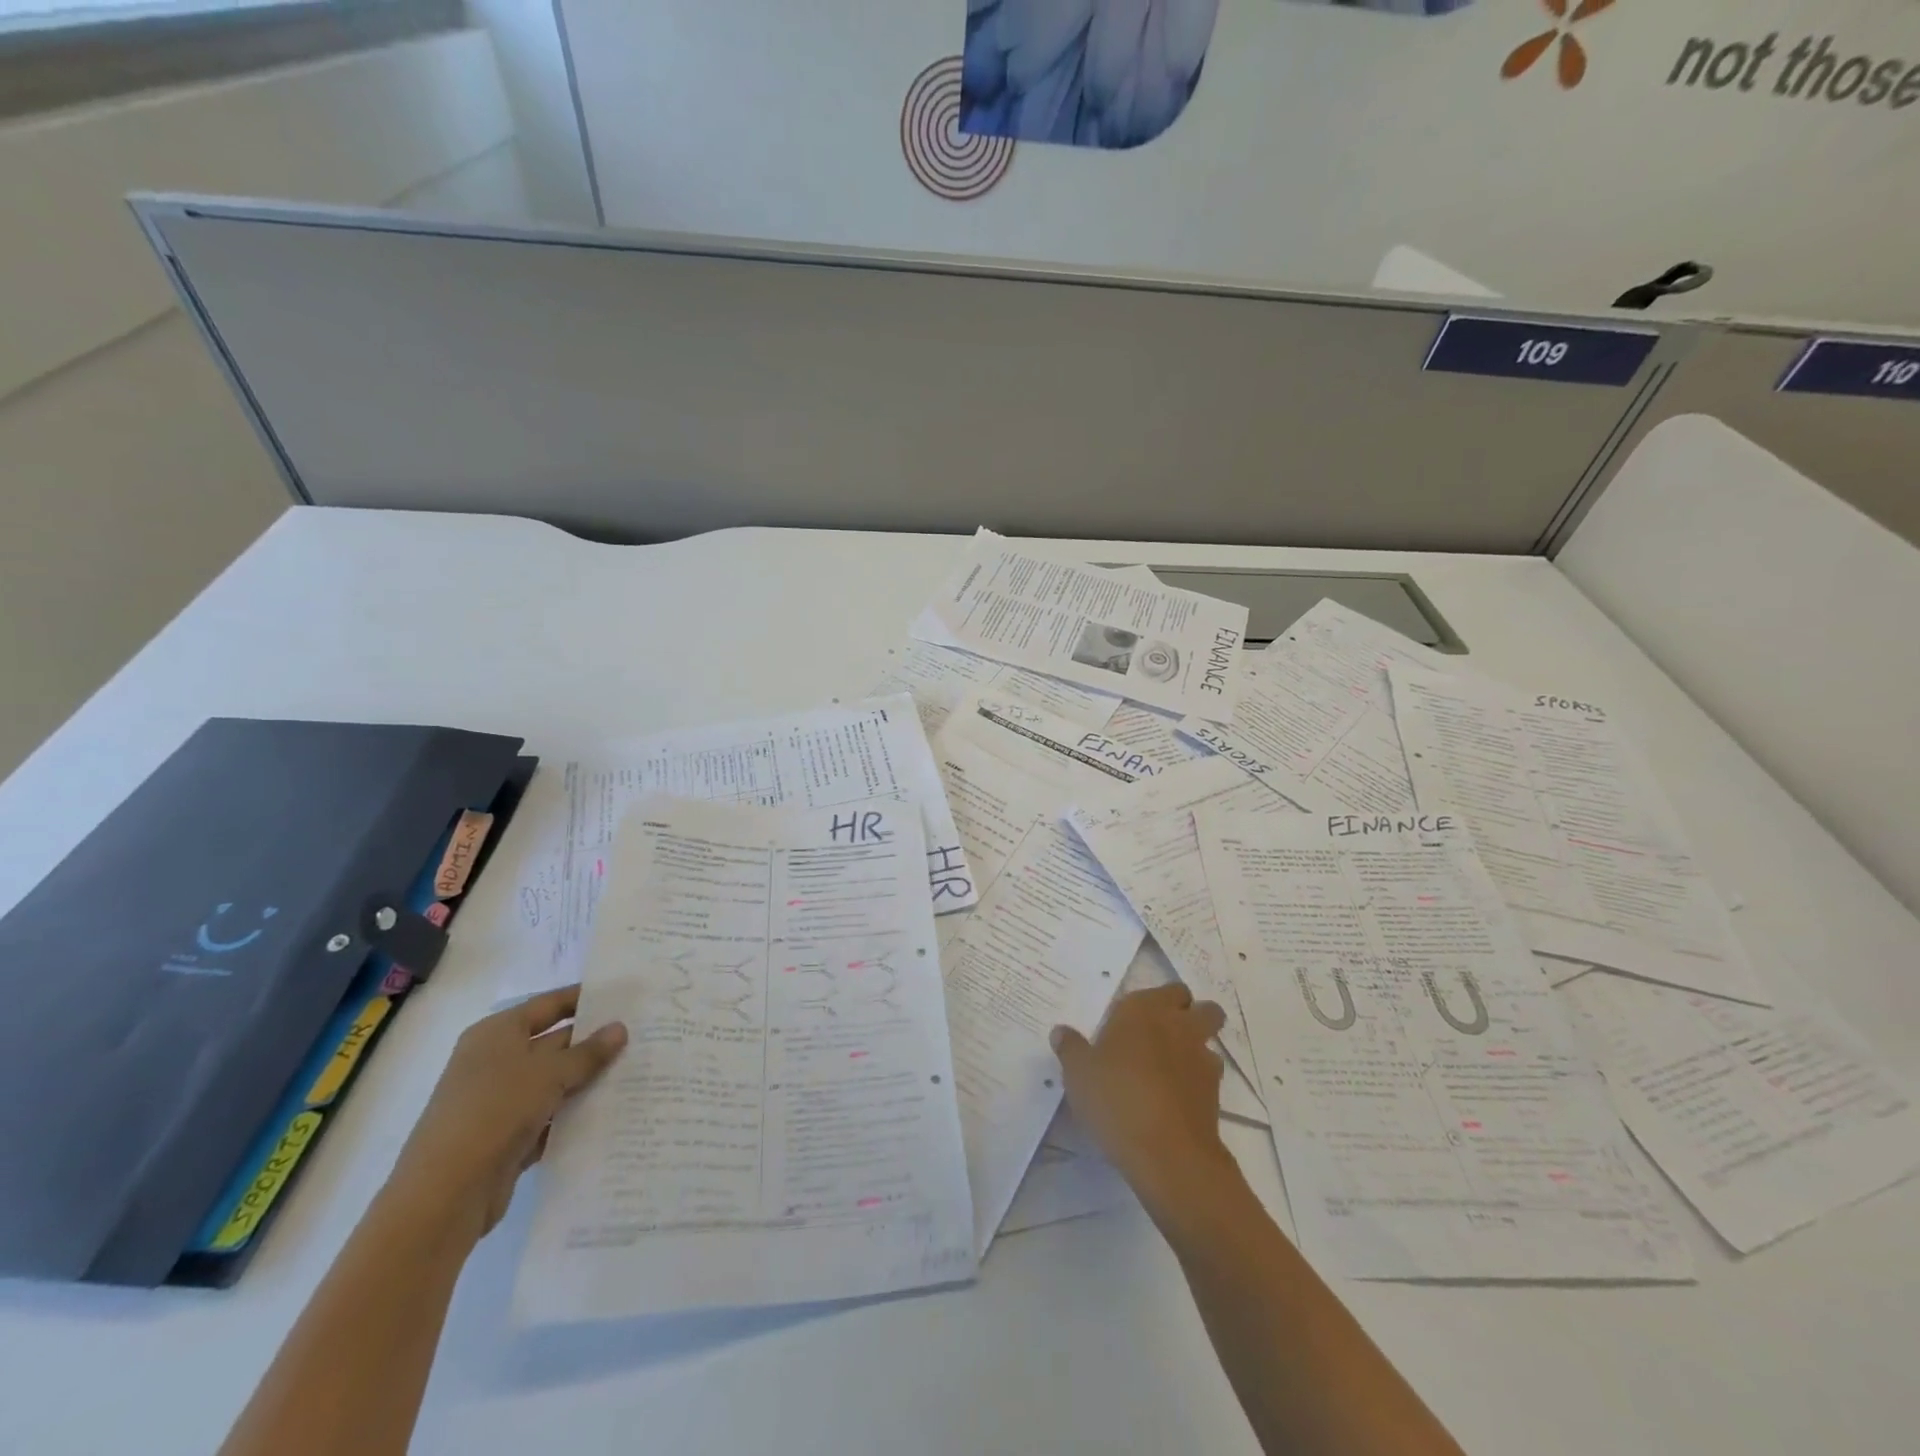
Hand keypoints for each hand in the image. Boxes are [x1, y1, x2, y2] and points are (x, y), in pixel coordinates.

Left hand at [383, 986, 626, 1241]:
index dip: (584, 999)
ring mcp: (500, 1102)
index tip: (625, 997)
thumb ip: (588, 1052)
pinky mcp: (507, 1137)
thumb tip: (620, 1028)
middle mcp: (496, 1062)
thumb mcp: (549, 1074)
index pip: (549, 1005)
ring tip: (637, 1072)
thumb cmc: (494, 1111)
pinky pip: (550, 1117)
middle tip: (642, 1037)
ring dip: (589, 1081)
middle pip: (554, 1043)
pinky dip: (575, 1115)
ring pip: (555, 1082)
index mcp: (497, 1034)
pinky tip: (612, 1112)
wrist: (443, 1196)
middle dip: (594, 1043)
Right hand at [1051, 985, 1234, 1222]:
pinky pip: (1208, 1079)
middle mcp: (1179, 1026)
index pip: (1168, 990)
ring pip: (1210, 1043)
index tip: (1136, 1020)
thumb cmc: (1116, 1097)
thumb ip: (1071, 1048)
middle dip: (1192, 1016)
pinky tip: (1174, 1101)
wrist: (1166, 1152)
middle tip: (1163, 1036)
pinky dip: (1196, 1084)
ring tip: (1168, 1073)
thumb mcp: (1078, 1072)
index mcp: (1146, 1010)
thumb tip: (1061, 1032)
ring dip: (1195, 1051)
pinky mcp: (1215, 1096)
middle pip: (1204, 1008)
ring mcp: (1202, 1061)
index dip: (1158, 1001)